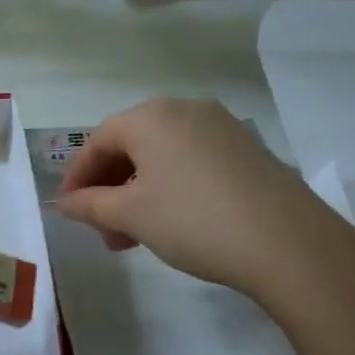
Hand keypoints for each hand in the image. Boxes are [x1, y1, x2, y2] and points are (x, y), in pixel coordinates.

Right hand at [55, 98, 354, 314]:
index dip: (78, 176)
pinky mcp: (247, 149)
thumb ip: (90, 205)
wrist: (290, 244)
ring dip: (138, 193)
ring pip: (162, 156)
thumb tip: (64, 203)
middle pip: (131, 145)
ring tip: (133, 236)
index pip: (98, 141)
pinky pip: (192, 161)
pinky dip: (171, 187)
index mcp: (151, 116)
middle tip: (103, 229)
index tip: (69, 209)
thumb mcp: (132, 216)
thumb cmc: (195, 221)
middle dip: (110, 188)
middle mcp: (185, 109)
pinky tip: (171, 222)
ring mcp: (221, 127)